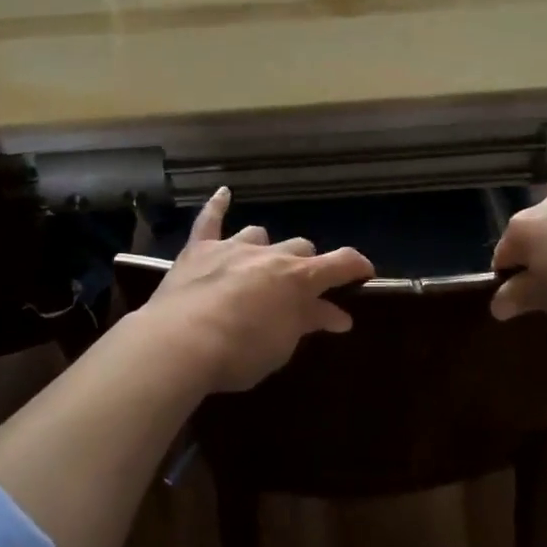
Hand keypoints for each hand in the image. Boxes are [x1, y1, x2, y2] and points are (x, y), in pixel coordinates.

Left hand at [140, 187, 374, 391]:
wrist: (181, 343)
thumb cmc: (240, 353)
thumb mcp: (282, 346)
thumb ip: (308, 323)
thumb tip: (339, 316)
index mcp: (298, 279)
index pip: (340, 263)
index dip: (356, 266)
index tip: (365, 273)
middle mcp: (270, 254)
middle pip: (299, 246)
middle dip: (304, 264)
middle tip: (299, 289)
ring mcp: (233, 247)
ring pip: (258, 233)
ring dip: (264, 247)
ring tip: (259, 264)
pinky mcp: (199, 249)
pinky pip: (210, 220)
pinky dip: (217, 206)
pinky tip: (223, 193)